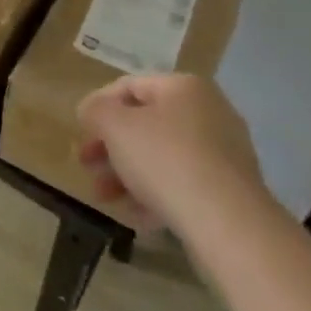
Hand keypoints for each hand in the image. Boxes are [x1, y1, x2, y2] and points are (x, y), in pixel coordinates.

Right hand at [77, 73, 263, 228]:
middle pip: (146, 124)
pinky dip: (157, 195)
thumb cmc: (166, 159)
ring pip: (163, 157)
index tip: (80, 133)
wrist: (228, 224)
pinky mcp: (231, 191)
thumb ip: (96, 111)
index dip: (99, 106)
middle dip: (111, 146)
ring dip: (128, 174)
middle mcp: (209, 112)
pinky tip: (136, 217)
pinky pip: (184, 185)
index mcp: (184, 87)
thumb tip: (91, 111)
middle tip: (87, 166)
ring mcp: (224, 153)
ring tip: (105, 197)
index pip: (130, 86)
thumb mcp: (115, 126)